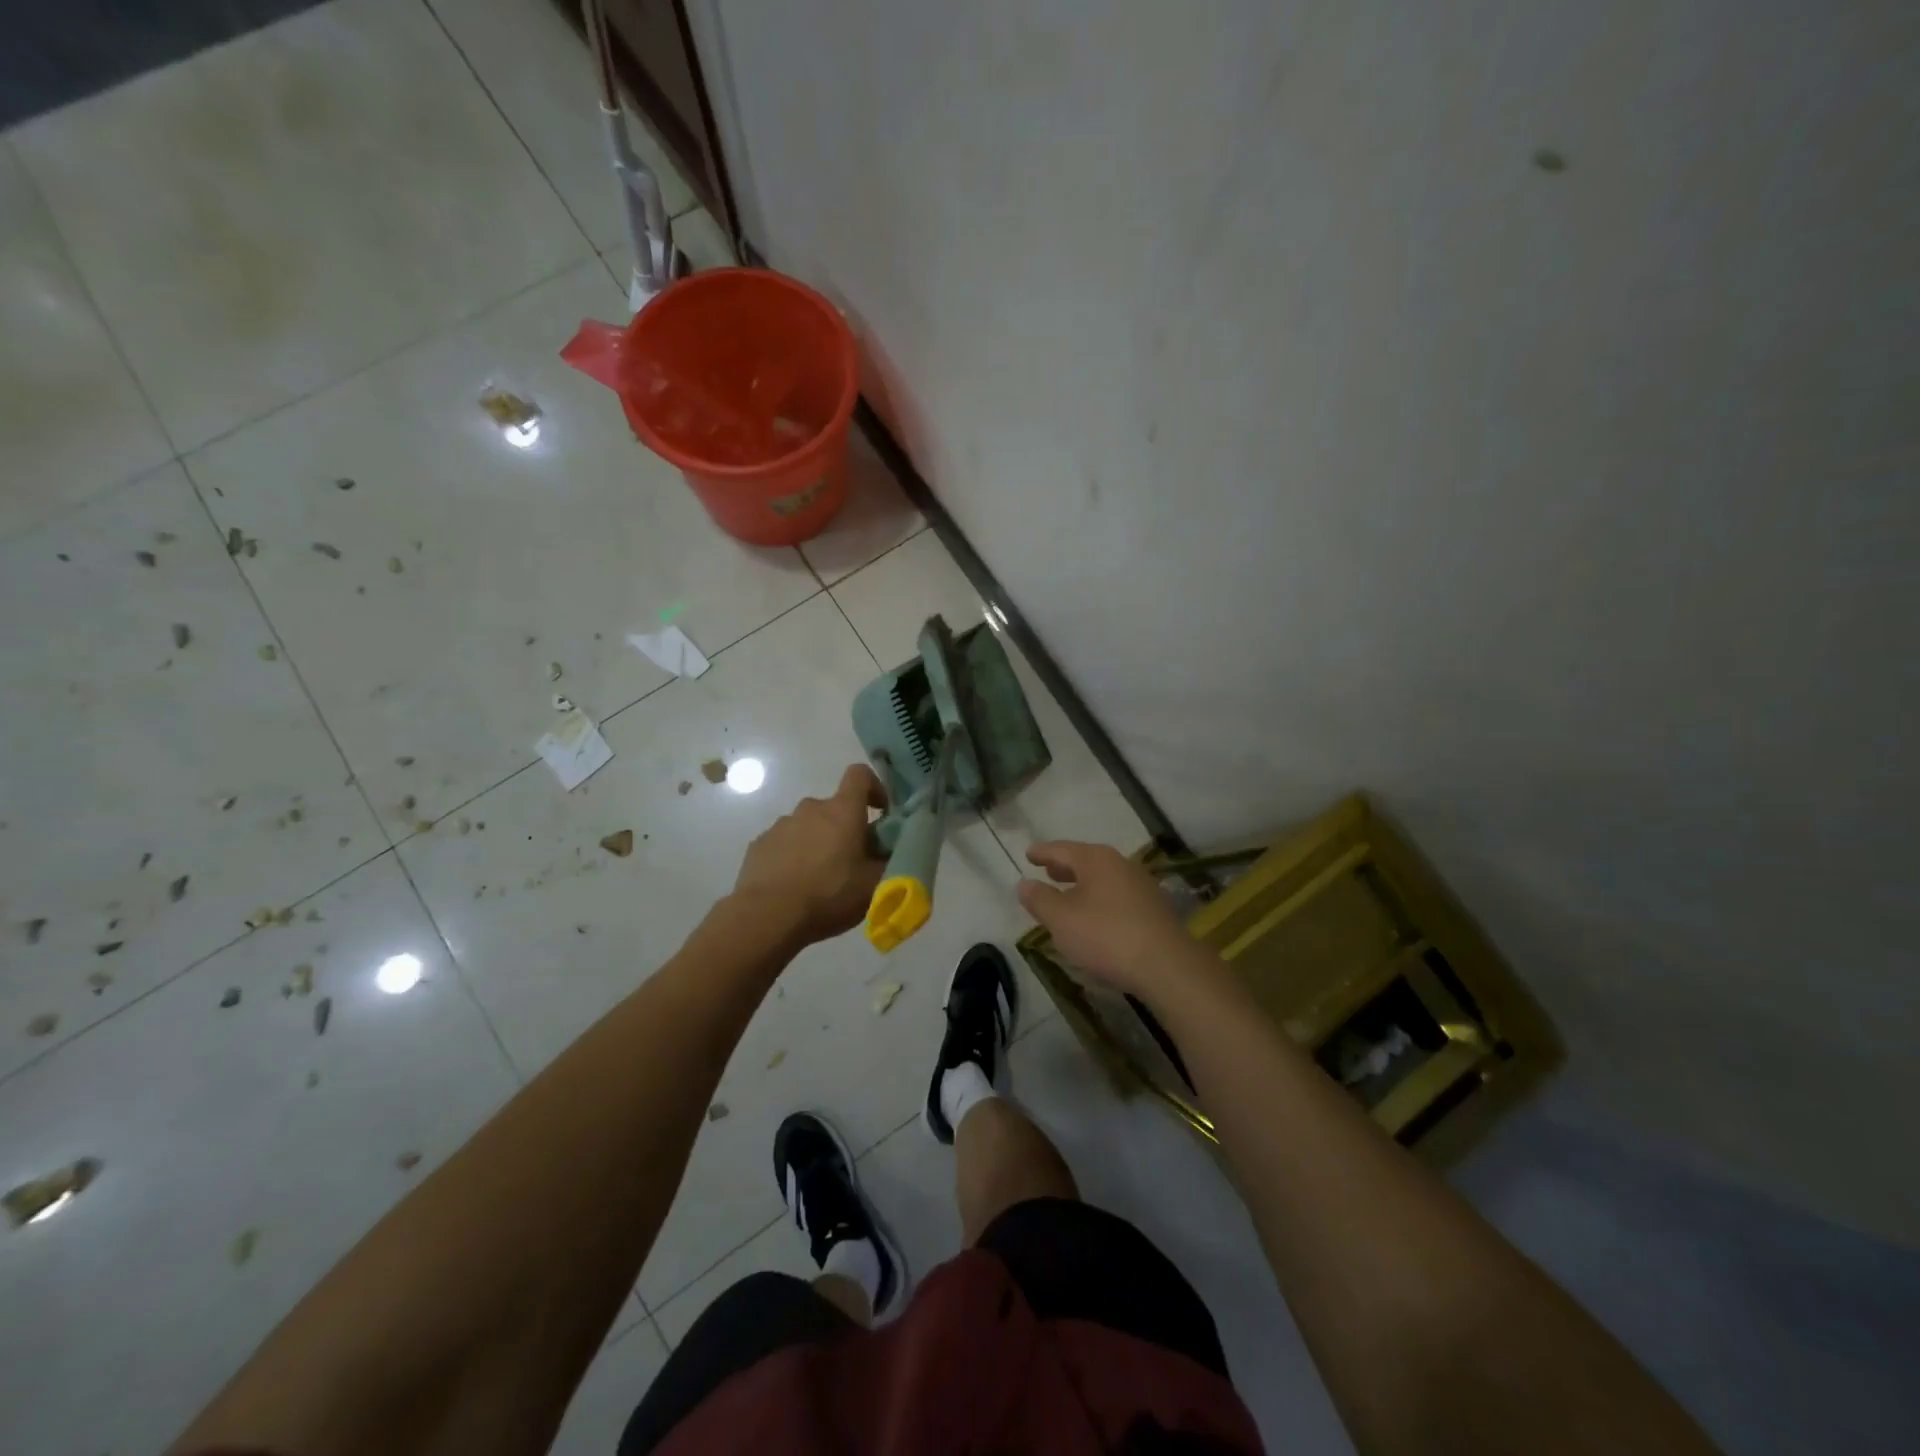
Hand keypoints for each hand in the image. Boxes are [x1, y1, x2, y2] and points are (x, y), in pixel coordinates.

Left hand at [733, 764, 887, 945]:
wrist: (768, 916)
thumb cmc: (829, 895)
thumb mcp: (874, 885)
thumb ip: (888, 860)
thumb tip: (891, 849)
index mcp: (842, 810)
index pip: (860, 774)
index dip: (873, 787)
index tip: (880, 813)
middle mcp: (811, 808)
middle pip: (834, 807)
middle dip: (845, 827)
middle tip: (852, 862)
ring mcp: (781, 825)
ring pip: (808, 826)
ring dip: (817, 842)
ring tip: (820, 879)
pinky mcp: (759, 844)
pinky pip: (784, 843)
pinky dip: (793, 856)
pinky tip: (793, 886)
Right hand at [1016, 841, 1202, 999]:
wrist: (1167, 966)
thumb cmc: (1106, 936)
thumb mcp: (1062, 920)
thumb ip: (1040, 899)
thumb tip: (1024, 883)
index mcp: (1096, 859)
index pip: (1062, 849)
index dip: (1042, 852)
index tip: (1029, 854)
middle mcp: (1120, 864)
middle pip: (1085, 860)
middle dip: (1064, 866)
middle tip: (1047, 870)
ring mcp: (1141, 885)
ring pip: (1102, 878)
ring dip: (1082, 884)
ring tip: (1067, 893)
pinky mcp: (1153, 909)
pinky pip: (1116, 895)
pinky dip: (1099, 898)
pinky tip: (1094, 915)